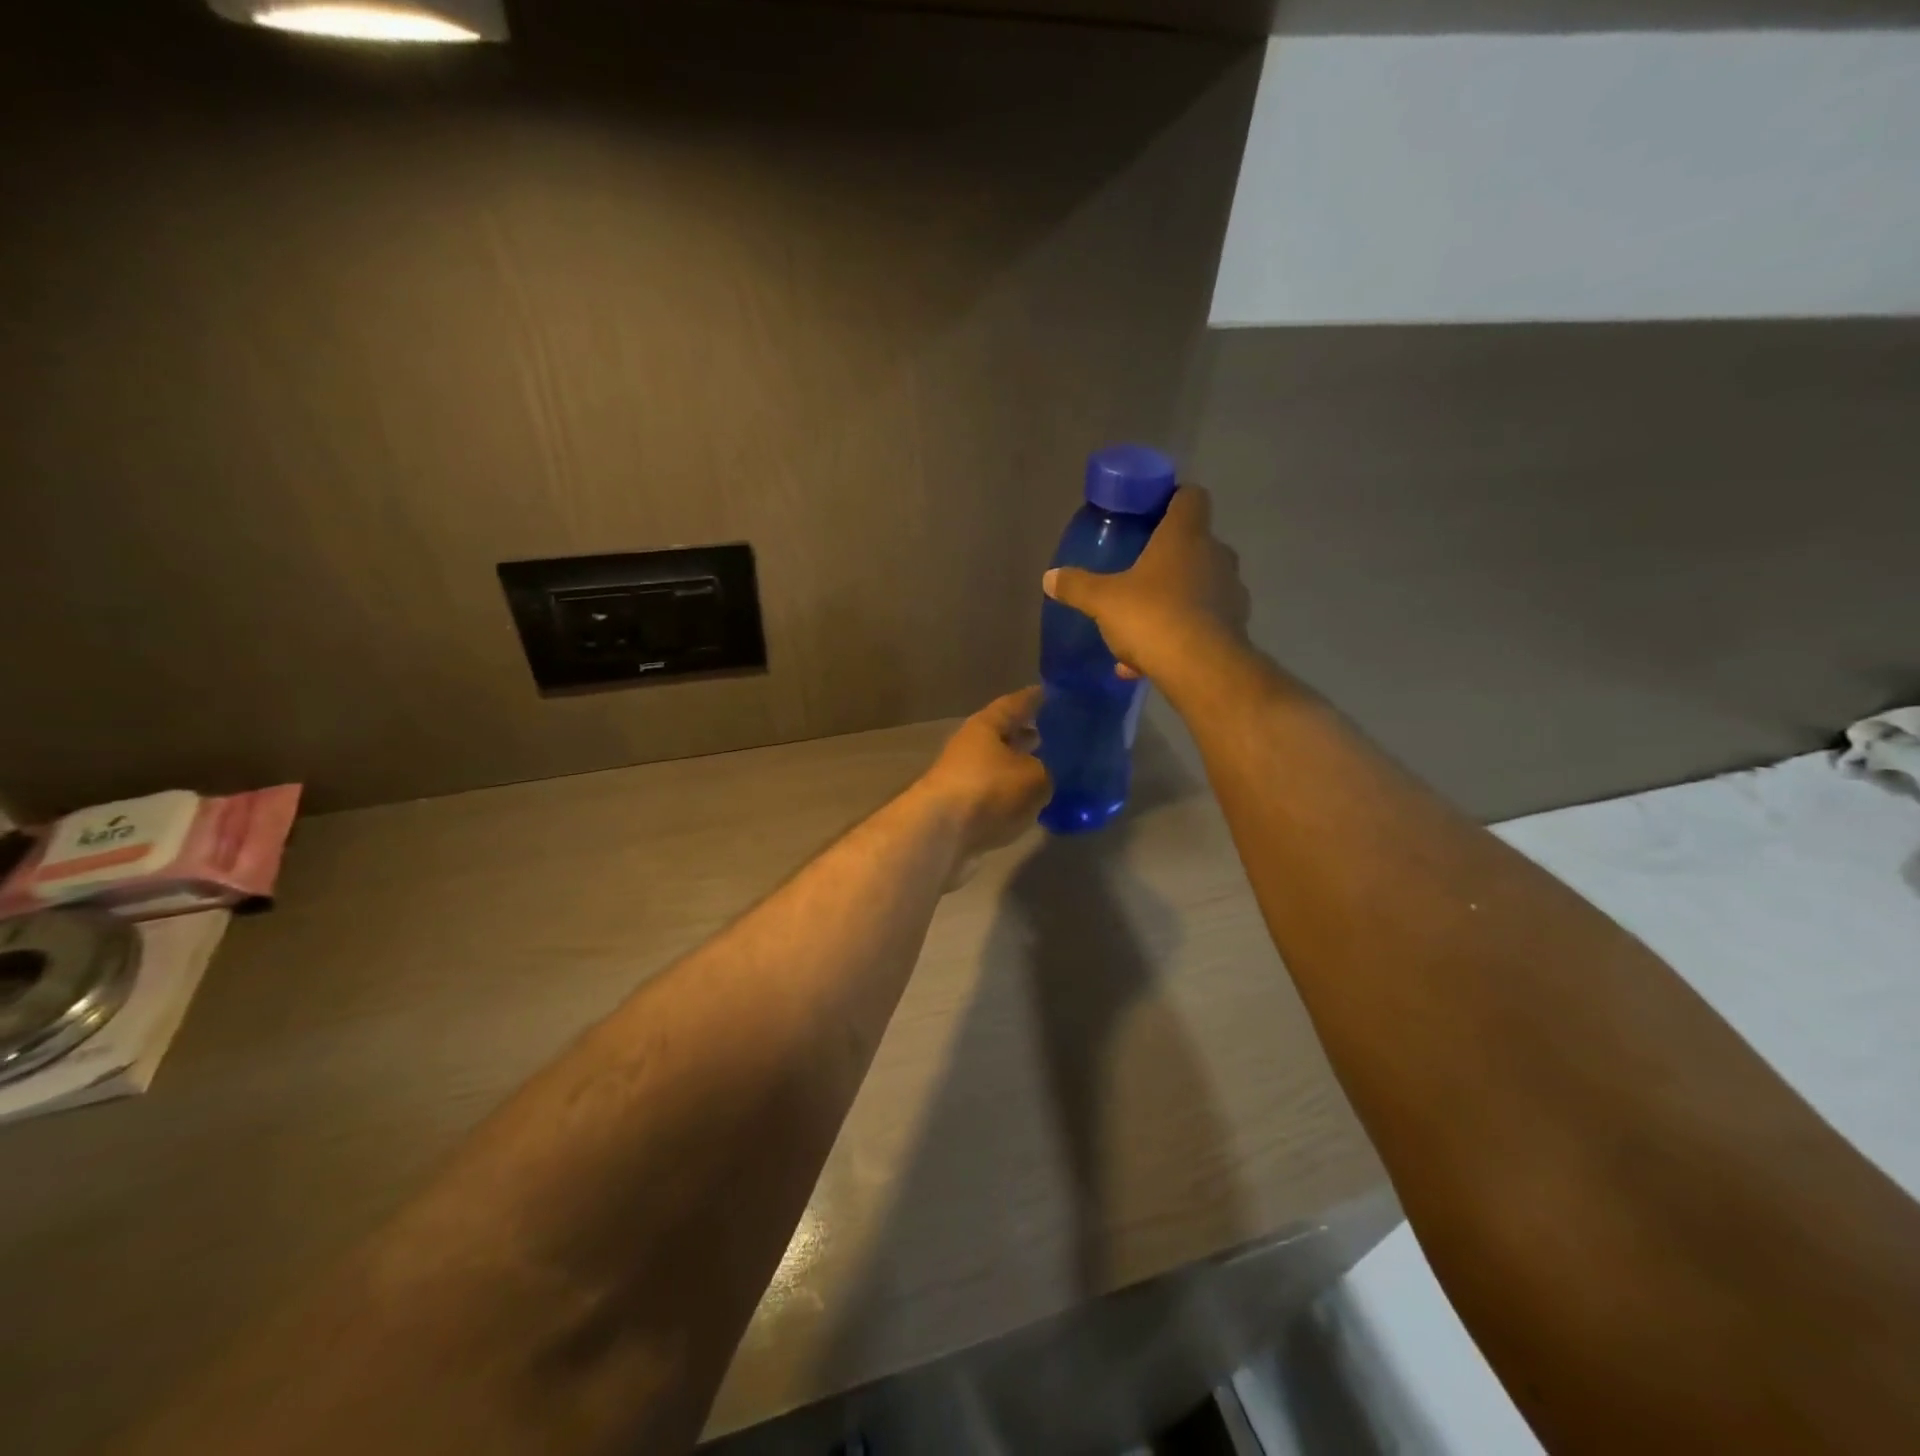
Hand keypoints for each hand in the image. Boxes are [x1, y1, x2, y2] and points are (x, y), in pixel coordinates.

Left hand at [916, 687, 1050, 863]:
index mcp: (986, 726)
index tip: (1052, 694)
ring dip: (1020, 767)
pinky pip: (995, 794)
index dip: (1034, 698)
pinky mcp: (961, 809)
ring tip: (1050, 770)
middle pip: (1003, 736)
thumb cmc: (989, 790)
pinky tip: (1032, 802)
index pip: (1014, 704)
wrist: (940, 834)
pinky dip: (1012, 795)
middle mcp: (971, 747)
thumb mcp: (1034, 777)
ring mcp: (963, 779)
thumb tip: (1047, 774)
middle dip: (1027, 735)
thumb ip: (1047, 771)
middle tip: (1056, 735)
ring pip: (999, 767)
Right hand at [1042, 486, 1249, 681]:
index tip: (1152, 512)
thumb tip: (1049, 577)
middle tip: (1140, 572)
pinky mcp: (1235, 627)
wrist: (1201, 669)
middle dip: (1169, 557)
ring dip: (1173, 600)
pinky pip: (1200, 624)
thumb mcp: (1103, 601)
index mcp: (1185, 536)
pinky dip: (1177, 636)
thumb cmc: (1152, 616)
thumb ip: (1077, 586)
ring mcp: (1230, 592)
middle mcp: (1215, 556)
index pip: (1190, 497)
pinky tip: (1146, 661)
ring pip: (1199, 587)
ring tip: (1139, 626)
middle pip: (1195, 544)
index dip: (1173, 499)